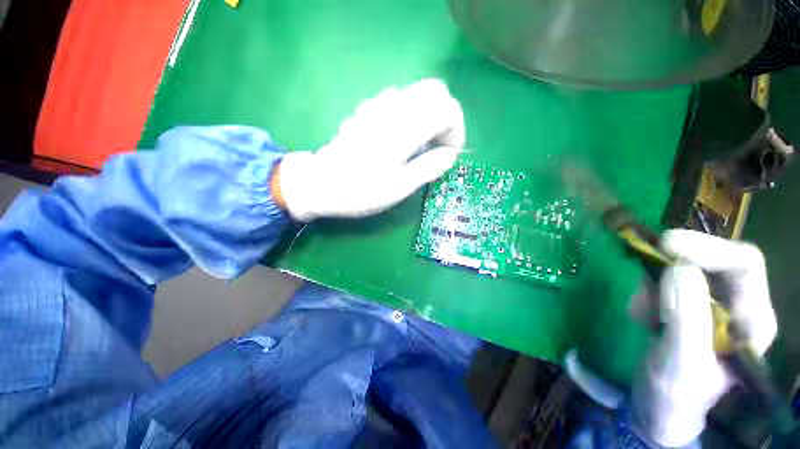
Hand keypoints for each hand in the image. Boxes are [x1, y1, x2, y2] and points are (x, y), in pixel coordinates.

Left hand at [272, 79, 464, 221]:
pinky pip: (399, 101)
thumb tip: (449, 155)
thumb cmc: (360, 191)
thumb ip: (428, 168)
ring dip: (429, 115)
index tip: (451, 153)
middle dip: (446, 116)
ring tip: (423, 143)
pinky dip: (411, 114)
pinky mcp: (368, 111)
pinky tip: (402, 137)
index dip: (457, 129)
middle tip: (440, 144)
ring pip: (417, 93)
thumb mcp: (399, 188)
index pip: (447, 108)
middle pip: (435, 90)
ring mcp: (378, 105)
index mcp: (404, 128)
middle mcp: (393, 108)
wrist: (321, 184)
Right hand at [632, 230, 776, 447]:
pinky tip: (641, 314)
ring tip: (641, 312)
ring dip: (655, 282)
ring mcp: (708, 306)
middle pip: (714, 262)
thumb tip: (677, 267)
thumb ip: (685, 318)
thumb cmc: (674, 394)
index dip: (709, 248)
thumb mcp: (680, 362)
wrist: (656, 409)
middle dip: (676, 262)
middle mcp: (736, 307)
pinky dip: (647, 290)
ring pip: (683, 270)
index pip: (744, 265)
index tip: (666, 244)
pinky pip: (664, 282)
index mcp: (752, 321)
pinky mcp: (683, 307)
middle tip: (644, 266)